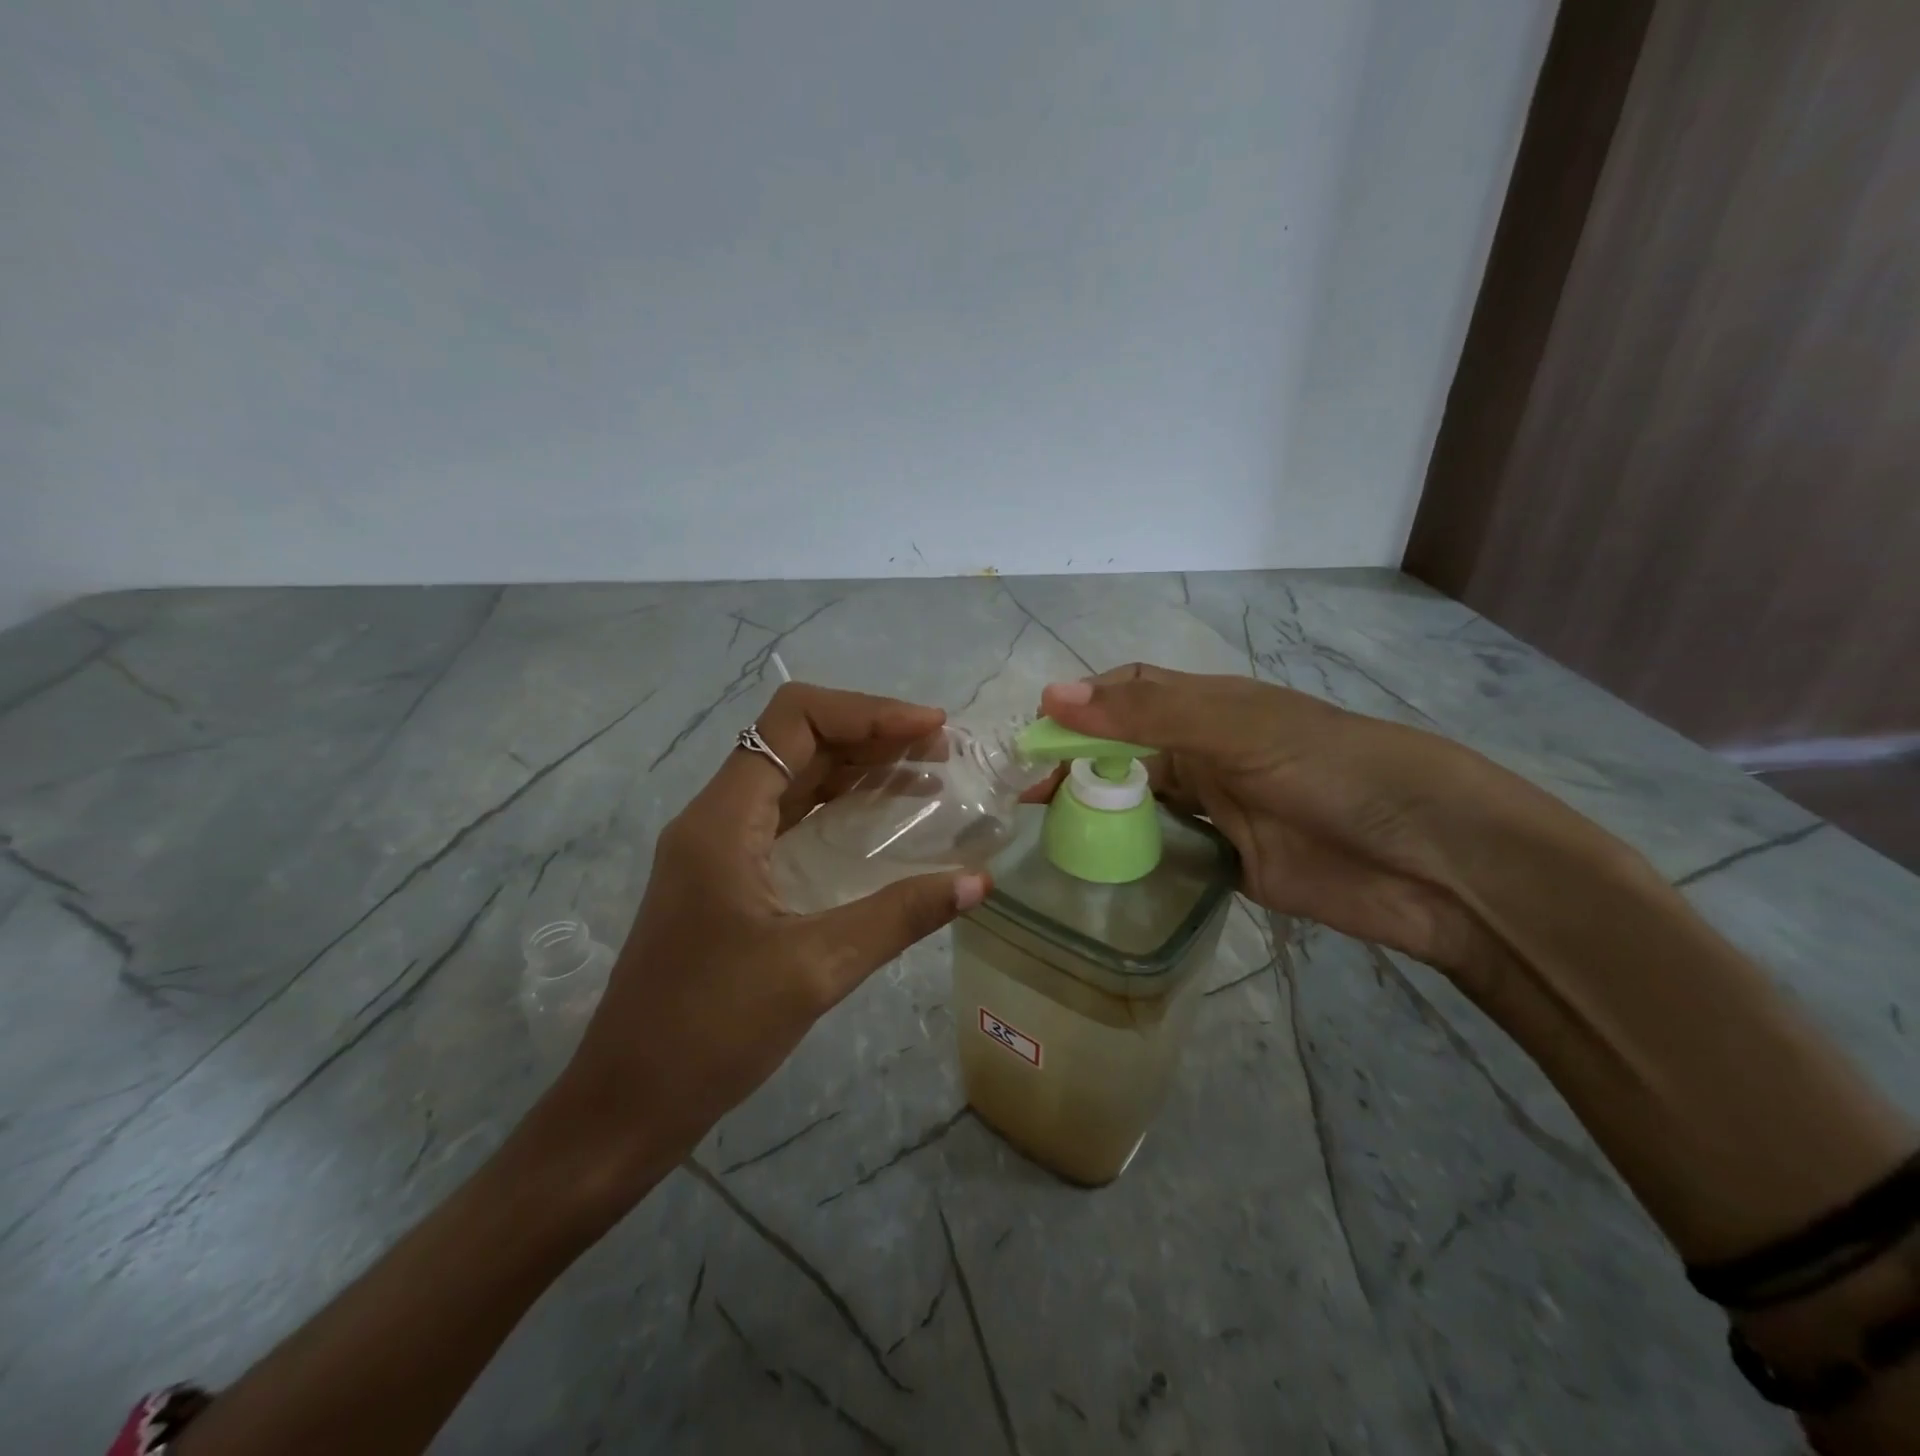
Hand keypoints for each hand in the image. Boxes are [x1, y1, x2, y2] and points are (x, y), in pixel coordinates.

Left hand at [548, 682, 989, 1197]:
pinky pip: (790, 820)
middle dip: (872, 735)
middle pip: (798, 741)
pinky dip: (840, 808)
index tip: (930, 729)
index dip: (868, 711)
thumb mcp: (814, 969)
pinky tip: (884, 826)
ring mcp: (719, 849)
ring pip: (795, 779)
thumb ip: (899, 917)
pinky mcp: (728, 880)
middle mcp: (716, 818)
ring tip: (926, 776)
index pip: (795, 720)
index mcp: (723, 819)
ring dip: (859, 768)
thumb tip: (978, 882)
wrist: (625, 1106)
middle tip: (942, 751)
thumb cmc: (708, 1032)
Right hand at [1038, 665, 1588, 977]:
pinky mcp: (1229, 862)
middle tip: (1028, 806)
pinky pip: (1167, 851)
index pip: (1125, 696)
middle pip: (1125, 752)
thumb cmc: (1331, 770)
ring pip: (1141, 802)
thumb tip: (1049, 697)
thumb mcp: (1234, 730)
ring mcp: (1218, 809)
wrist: (1431, 859)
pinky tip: (1098, 870)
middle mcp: (1207, 752)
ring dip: (1100, 812)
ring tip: (1046, 839)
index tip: (1031, 745)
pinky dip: (1132, 855)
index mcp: (1208, 708)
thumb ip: (1144, 716)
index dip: (1077, 711)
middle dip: (1077, 768)